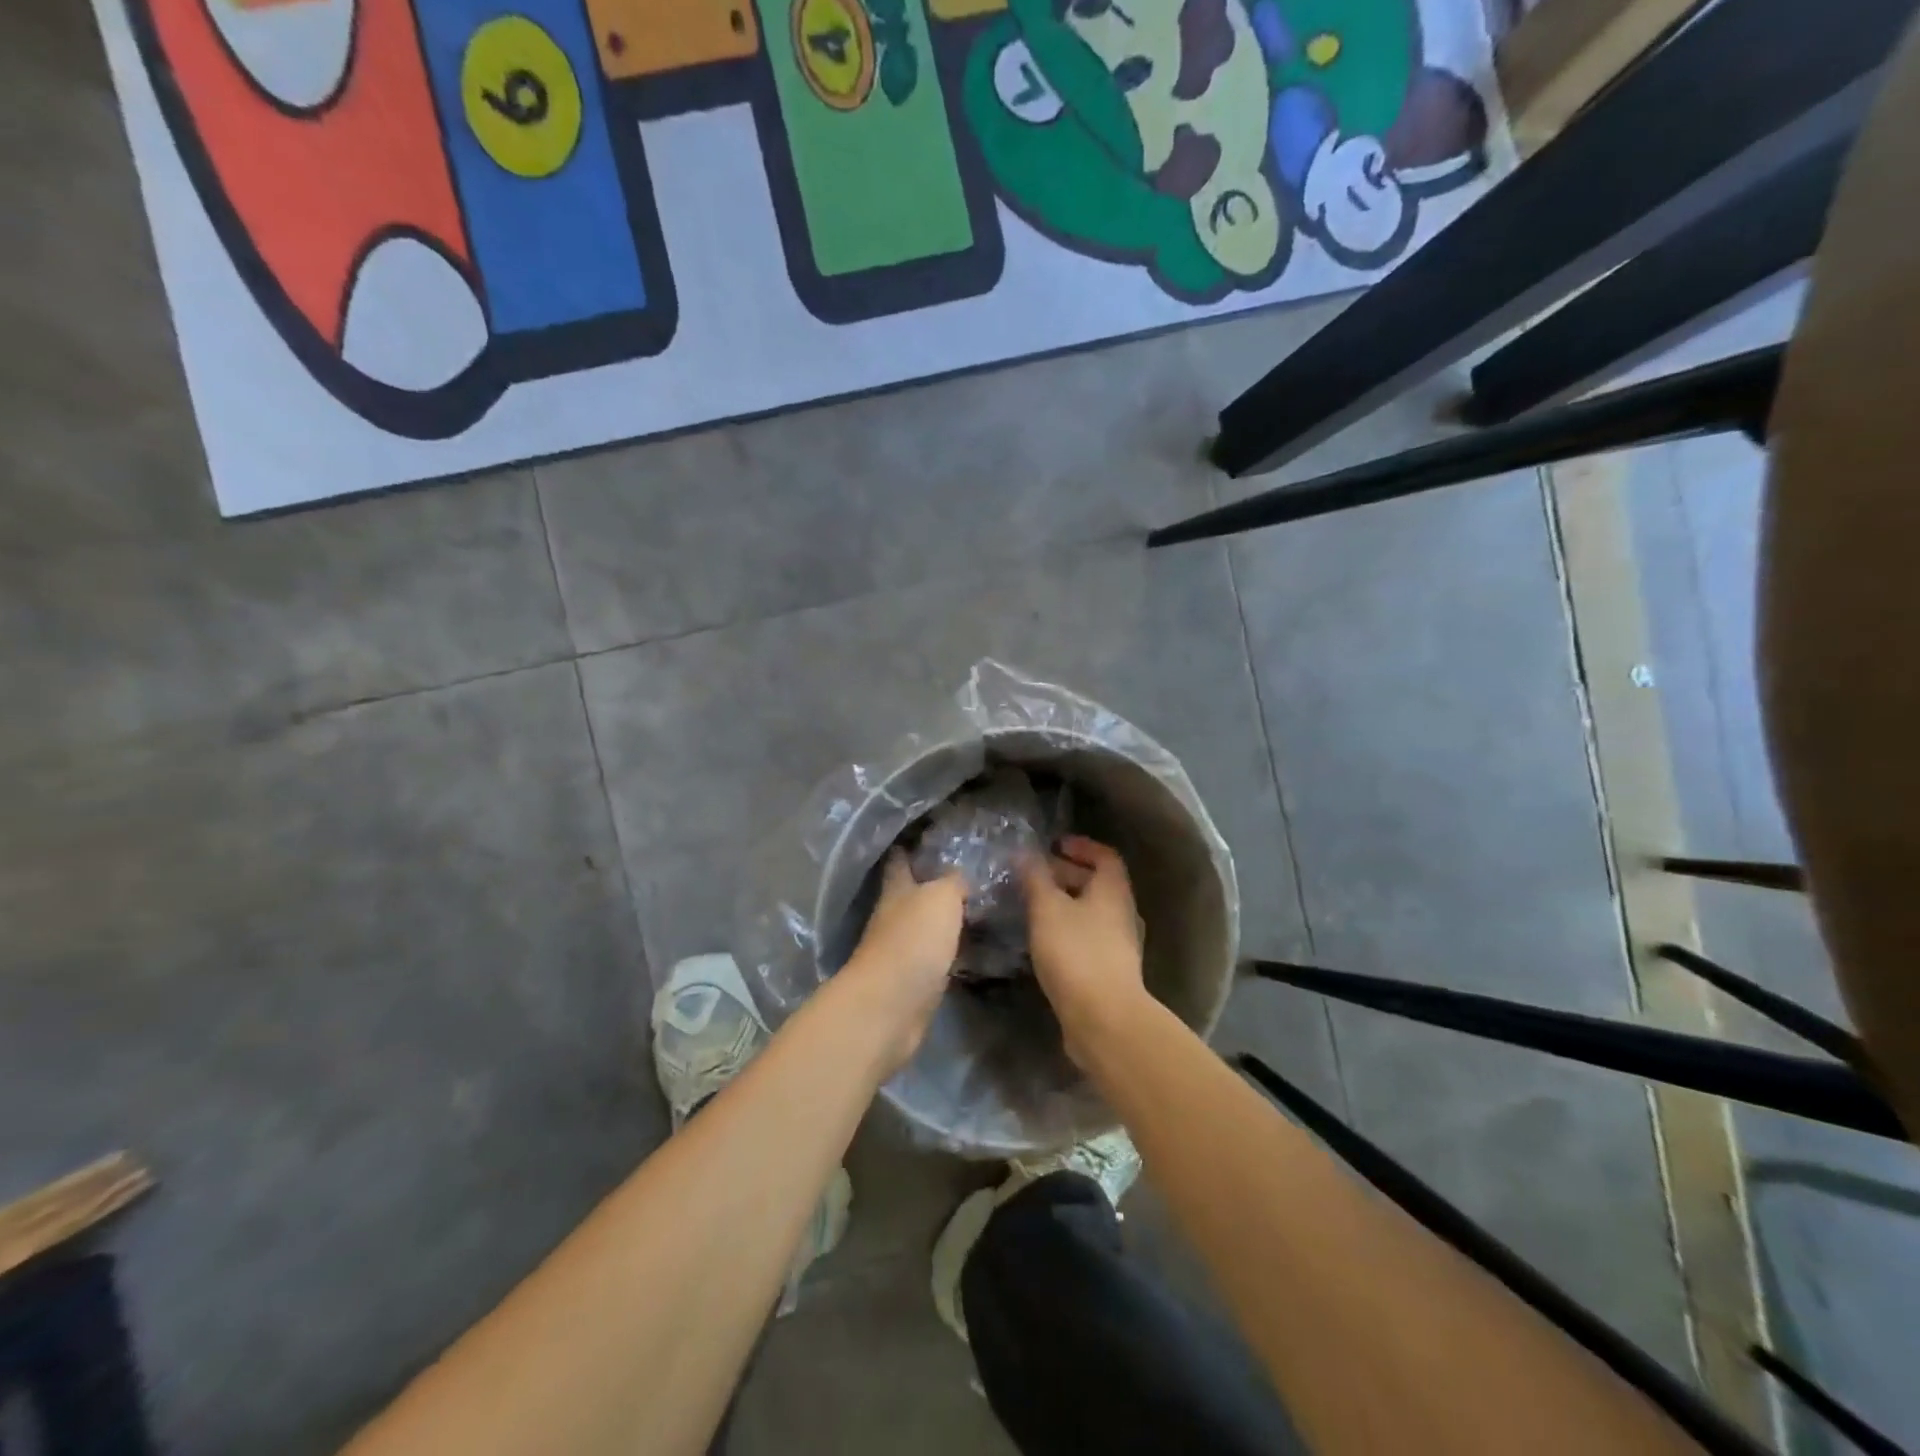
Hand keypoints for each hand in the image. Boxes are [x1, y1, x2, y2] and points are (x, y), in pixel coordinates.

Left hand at [841, 851, 965, 1072]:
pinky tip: (976, 948)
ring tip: (981, 907)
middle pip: (913, 894)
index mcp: (896, 890)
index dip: (911, 847)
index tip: (930, 835)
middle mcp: (894, 917)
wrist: (891, 1008)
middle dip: (935, 883)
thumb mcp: (940, 897)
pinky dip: (953, 951)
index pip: (900, 860)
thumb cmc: (912, 942)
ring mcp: (902, 951)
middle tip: (971, 872)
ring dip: (946, 919)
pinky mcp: (914, 981)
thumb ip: (953, 881)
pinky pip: (937, 957)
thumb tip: (961, 876)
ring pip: (926, 926)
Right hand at [1021, 836, 1148, 1065]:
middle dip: (1066, 874)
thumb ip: (1035, 878)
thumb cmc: (1076, 953)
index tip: (1055, 845)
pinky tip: (1042, 939)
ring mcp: (1119, 944)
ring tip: (1032, 905)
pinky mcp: (1109, 971)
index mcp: (1113, 891)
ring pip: (1091, 912)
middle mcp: (1122, 913)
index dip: (1081, 845)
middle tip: (1034, 875)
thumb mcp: (1047, 909)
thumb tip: (1025, 852)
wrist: (1104, 1019)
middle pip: (1097, 883)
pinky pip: (1087, 937)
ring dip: (1064, 903)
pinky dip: (1066, 929)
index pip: (1105, 855)